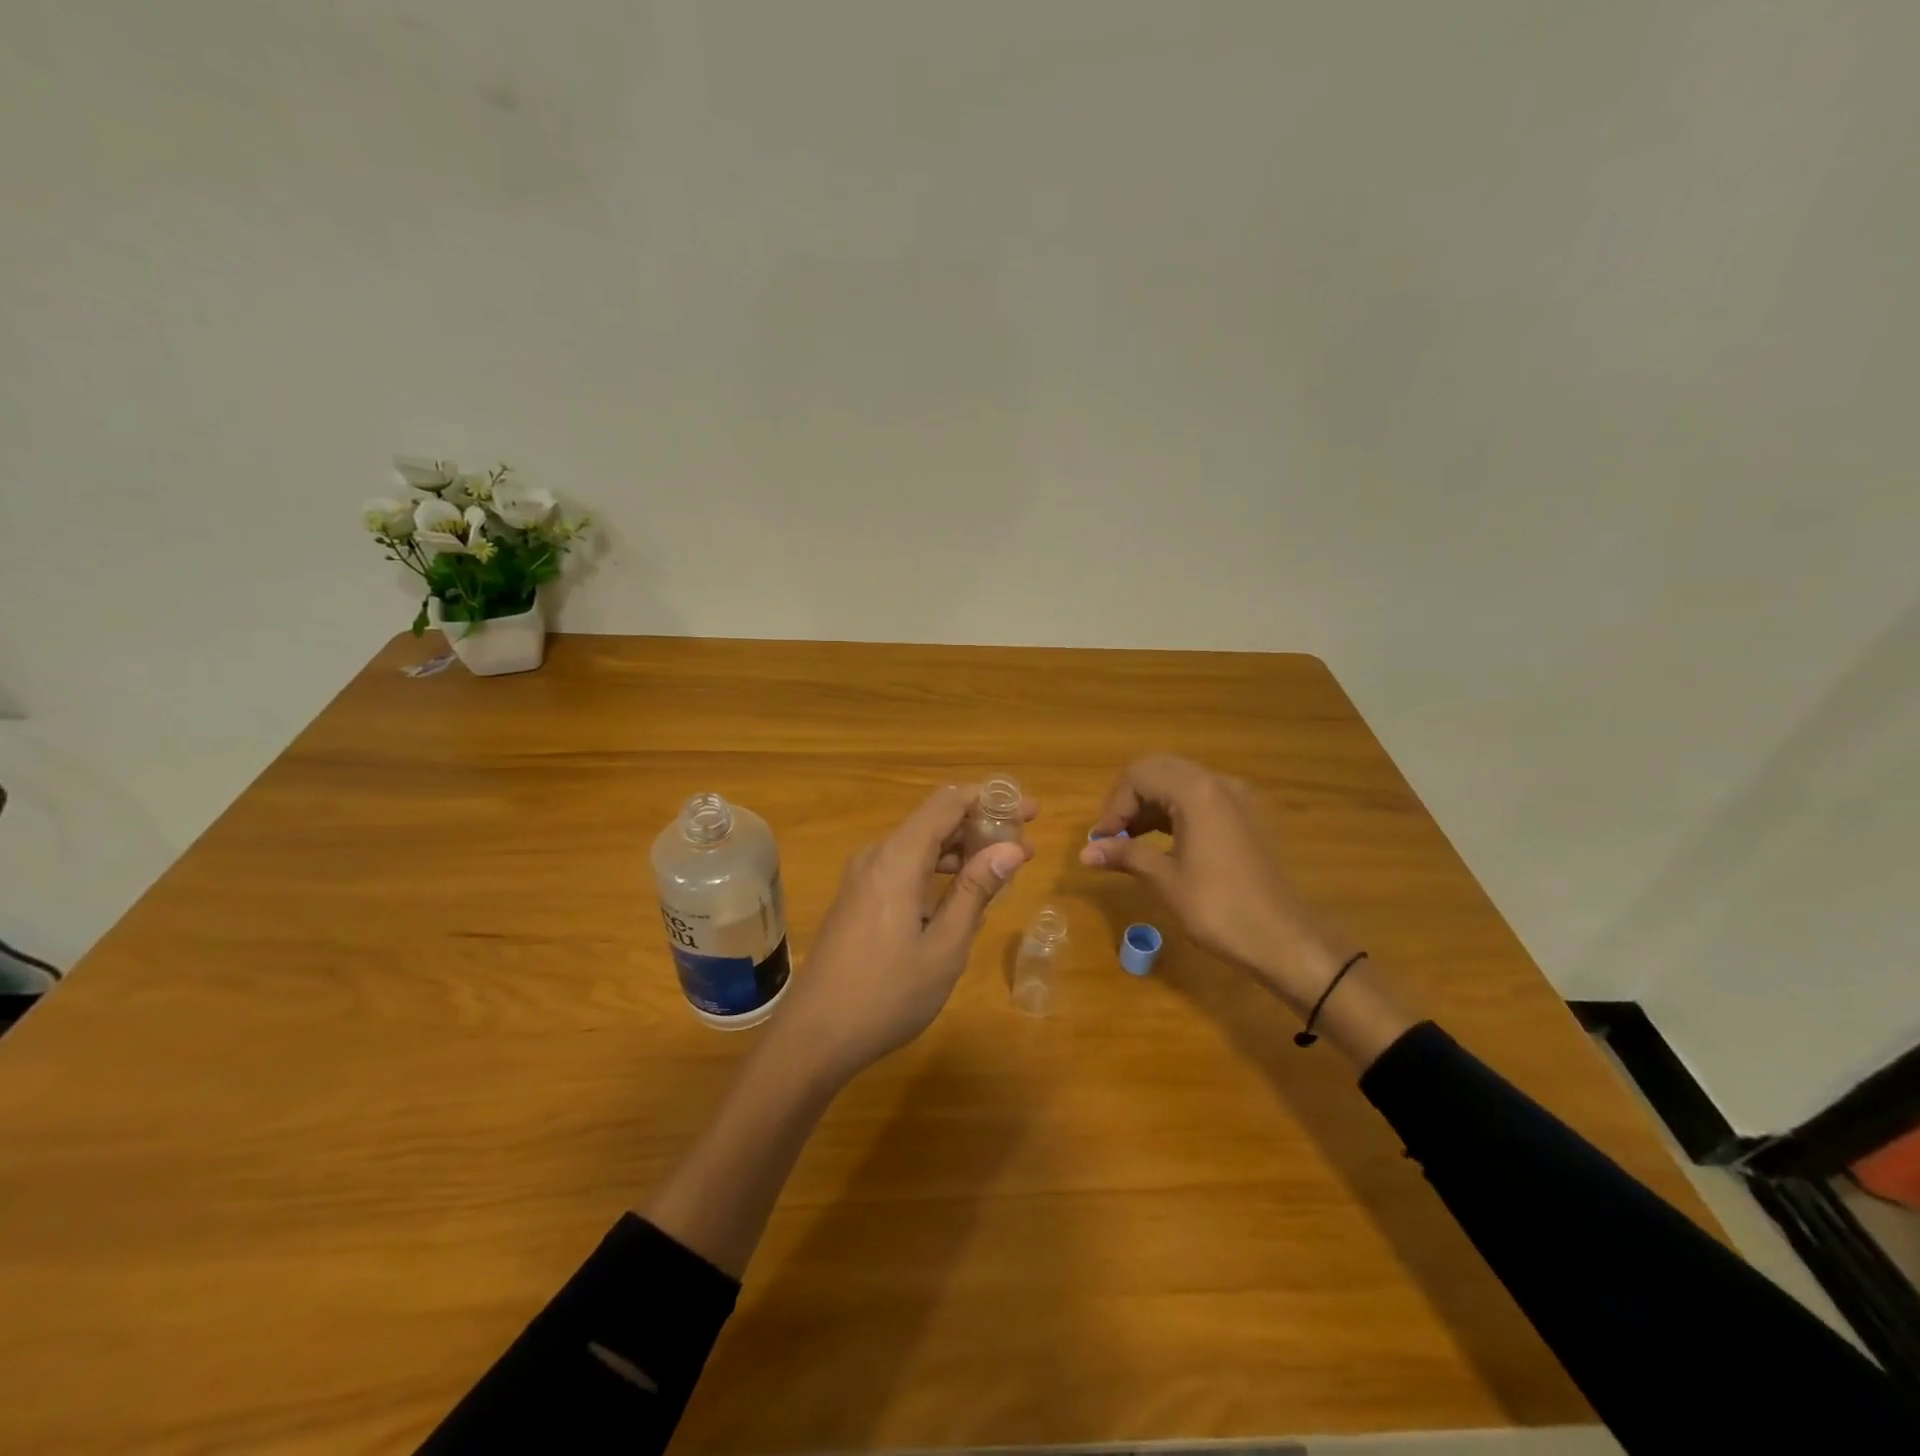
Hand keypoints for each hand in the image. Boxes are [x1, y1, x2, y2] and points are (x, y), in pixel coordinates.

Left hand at [777, 784, 1034, 1081]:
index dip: (991, 799)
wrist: (815, 1036)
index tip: (1029, 812)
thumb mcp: (945, 946)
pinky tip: (962, 895)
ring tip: (1002, 870)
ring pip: (919, 845)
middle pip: (934, 820)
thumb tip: (1012, 849)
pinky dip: (937, 870)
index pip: (948, 802)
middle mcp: (877, 856)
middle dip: (982, 826)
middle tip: (1024, 848)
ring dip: (961, 850)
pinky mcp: (857, 899)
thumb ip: (977, 891)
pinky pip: (904, 867)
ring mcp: (862, 878)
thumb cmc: (888, 994)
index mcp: (897, 858)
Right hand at [1080, 755, 1353, 1012]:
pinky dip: (1173, 810)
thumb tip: (1085, 852)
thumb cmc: (1218, 908)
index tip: (1102, 840)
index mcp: (1196, 792)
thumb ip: (1125, 855)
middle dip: (1129, 798)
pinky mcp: (1244, 817)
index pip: (1139, 776)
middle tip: (1112, 834)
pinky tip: (1159, 840)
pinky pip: (1199, 797)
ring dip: (1149, 803)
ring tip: (1129, 840)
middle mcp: (1217, 783)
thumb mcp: (1164, 880)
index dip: (1114, 806)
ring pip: (1179, 781)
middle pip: (1159, 770)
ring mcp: (1235, 798)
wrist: (1283, 939)